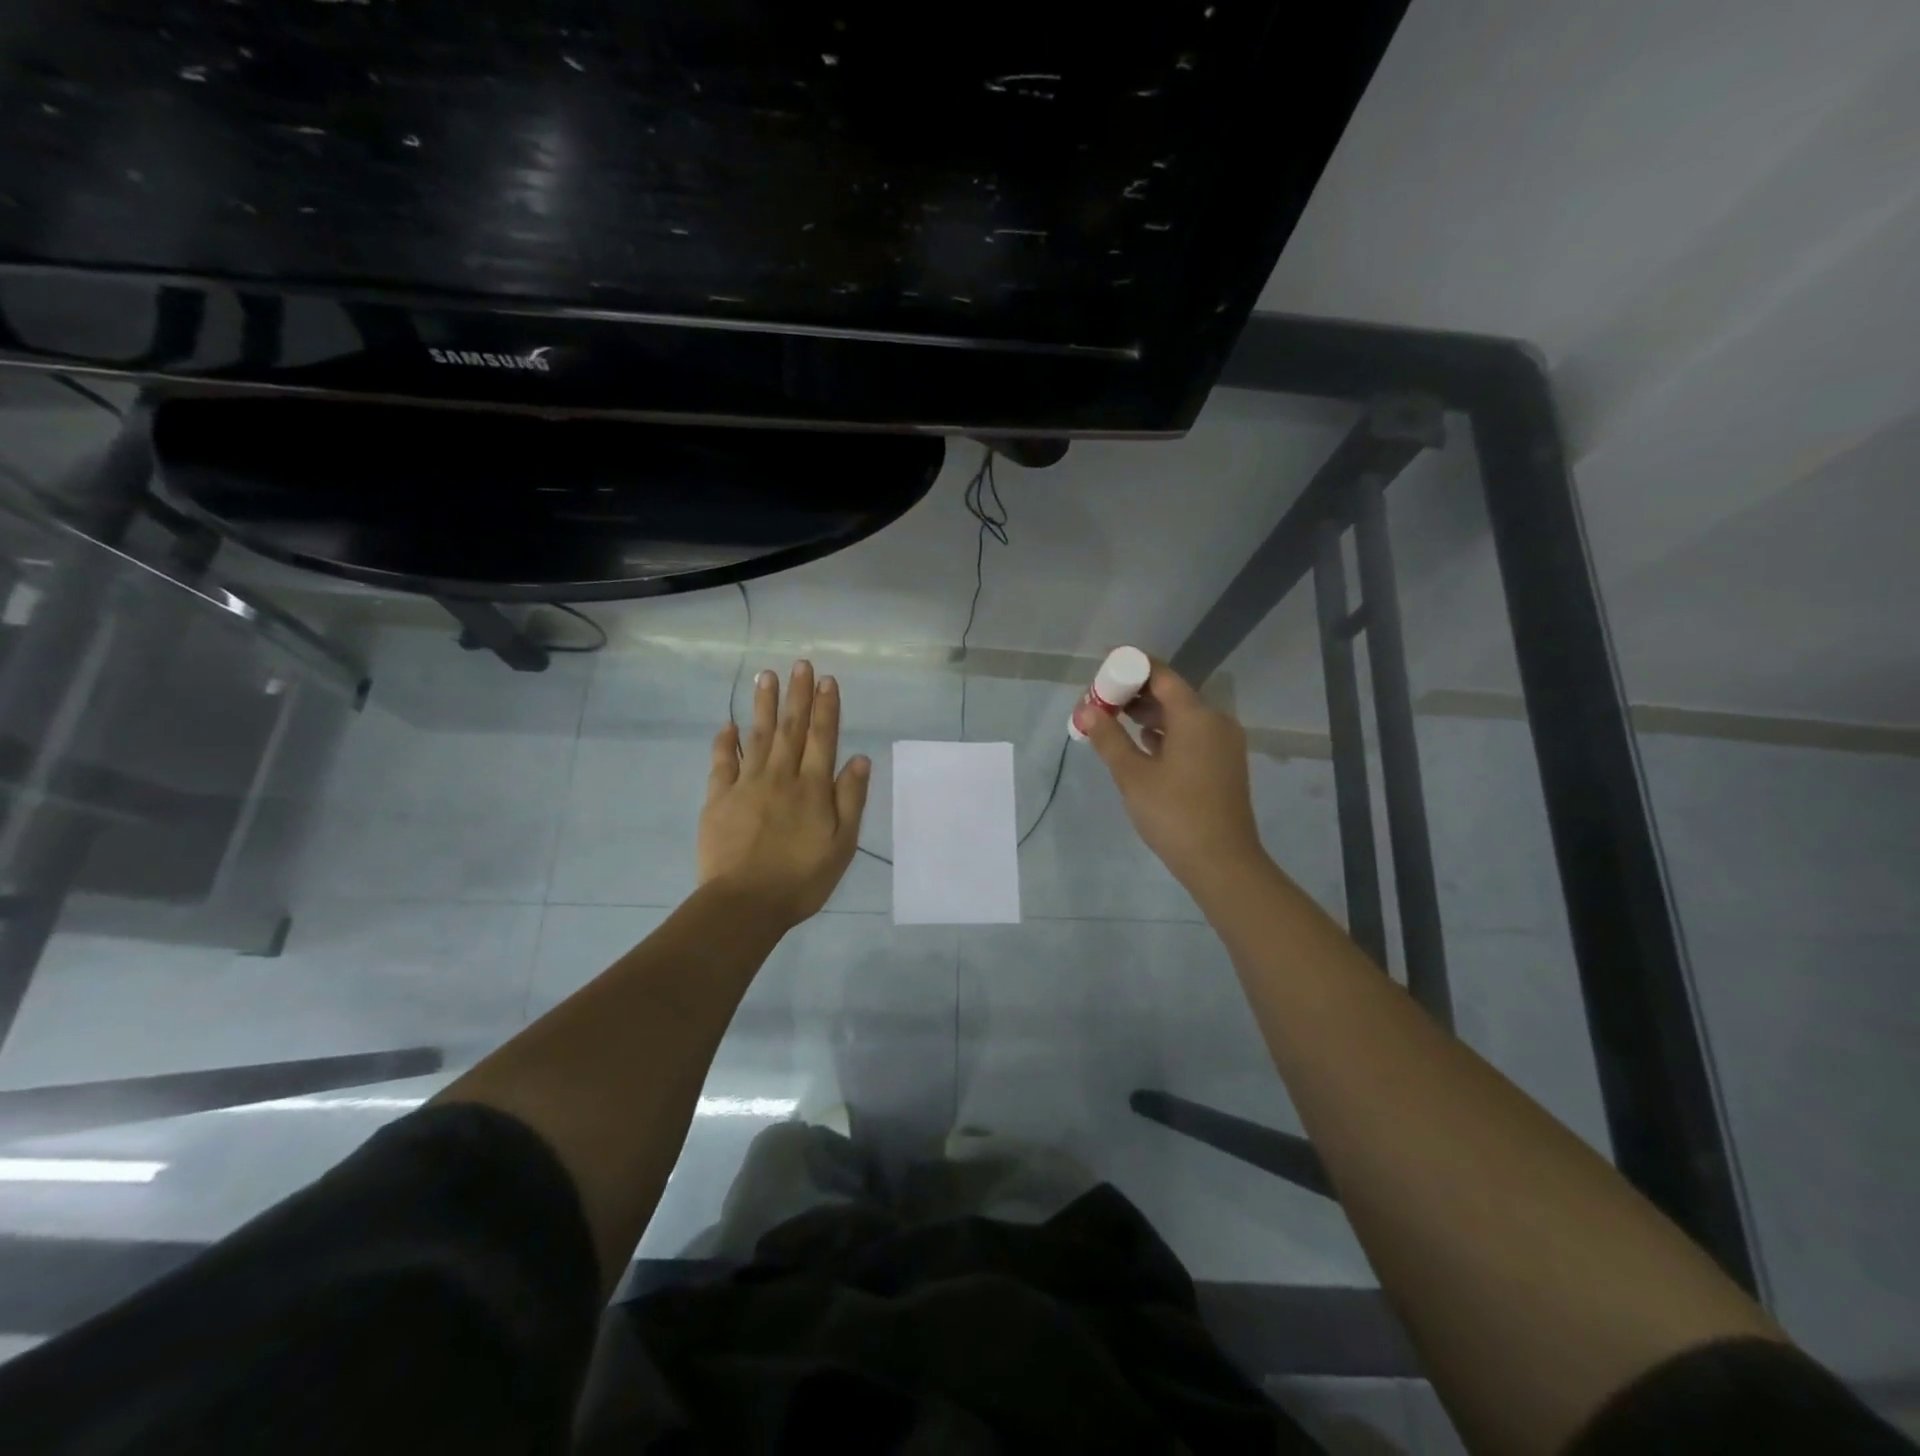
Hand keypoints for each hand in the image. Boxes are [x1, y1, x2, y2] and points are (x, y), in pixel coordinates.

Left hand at [699, 660, 871, 926]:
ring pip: (757, 736)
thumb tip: (859, 759)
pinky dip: (726, 741)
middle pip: (791, 729)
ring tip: (765, 675)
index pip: (822, 738)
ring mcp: (746, 785)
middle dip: (797, 695)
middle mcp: (780, 777)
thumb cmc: (801, 880)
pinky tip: (728, 724)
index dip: (826, 708)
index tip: (826, 680)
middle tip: (799, 664)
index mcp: (812, 788)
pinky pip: (722, 763)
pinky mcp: (718, 799)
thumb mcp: (841, 846)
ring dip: (763, 705)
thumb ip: (850, 800)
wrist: (744, 904)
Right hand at [1075, 656, 1264, 890]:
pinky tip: (1143, 743)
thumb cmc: (1174, 814)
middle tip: (1100, 700)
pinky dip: (1166, 733)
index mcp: (1196, 716)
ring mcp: (1223, 744)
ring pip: (1182, 716)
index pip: (1161, 675)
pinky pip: (1192, 735)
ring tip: (1113, 720)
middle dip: (1135, 693)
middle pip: (1171, 693)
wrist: (1222, 862)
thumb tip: (1085, 709)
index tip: (1102, 667)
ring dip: (1148, 715)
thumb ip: (1108, 737)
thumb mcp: (1132, 775)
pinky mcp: (1224, 764)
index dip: (1130, 666)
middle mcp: (1215, 721)